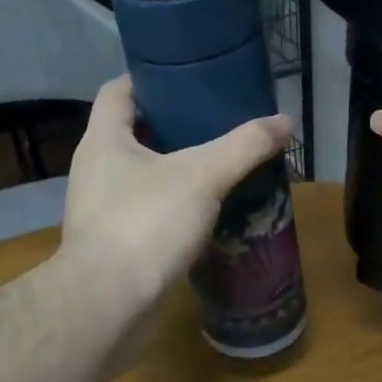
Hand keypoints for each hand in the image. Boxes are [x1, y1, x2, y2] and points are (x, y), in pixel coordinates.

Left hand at [61, 77, 292, 316]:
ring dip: (177, 170)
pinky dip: (175, 207)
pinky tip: (208, 213)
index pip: (120, 90)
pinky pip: (148, 212)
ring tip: (221, 166)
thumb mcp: (202, 177)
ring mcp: (102, 209)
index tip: (190, 78)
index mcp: (104, 140)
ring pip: (143, 176)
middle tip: (220, 123)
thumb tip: (285, 122)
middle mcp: (96, 169)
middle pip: (135, 133)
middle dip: (175, 126)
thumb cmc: (146, 224)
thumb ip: (244, 146)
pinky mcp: (115, 244)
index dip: (151, 78)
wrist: (108, 304)